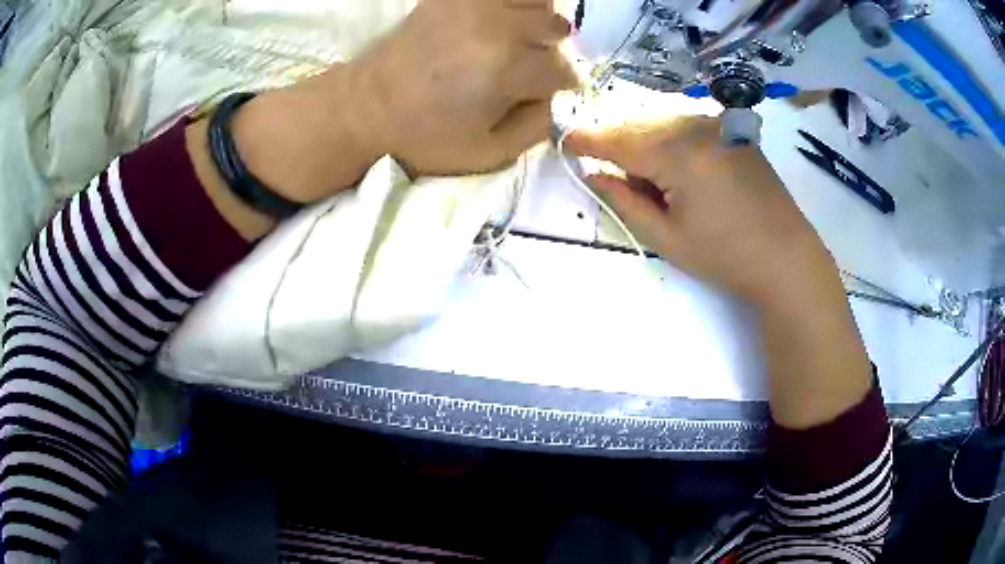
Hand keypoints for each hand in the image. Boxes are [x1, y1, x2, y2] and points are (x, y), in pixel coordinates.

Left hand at [349, 0, 577, 175]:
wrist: (367, 108)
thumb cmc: (426, 138)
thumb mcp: (490, 153)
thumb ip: (537, 126)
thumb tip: (557, 95)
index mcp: (505, 68)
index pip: (562, 69)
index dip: (562, 84)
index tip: (548, 91)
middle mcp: (494, 26)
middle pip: (555, 28)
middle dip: (551, 51)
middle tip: (532, 67)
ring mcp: (472, 4)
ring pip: (536, 0)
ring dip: (538, 21)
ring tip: (521, 40)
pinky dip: (514, 4)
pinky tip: (503, 22)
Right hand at [567, 117, 872, 429]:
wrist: (786, 256)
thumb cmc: (725, 255)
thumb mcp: (666, 238)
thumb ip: (624, 201)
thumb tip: (593, 173)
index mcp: (677, 154)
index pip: (618, 140)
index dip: (588, 140)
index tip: (565, 141)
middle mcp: (696, 126)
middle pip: (639, 126)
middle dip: (619, 145)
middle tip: (617, 177)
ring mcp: (717, 125)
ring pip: (662, 122)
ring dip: (646, 142)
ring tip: (656, 180)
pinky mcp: (732, 130)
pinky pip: (687, 124)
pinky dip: (671, 139)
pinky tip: (683, 169)